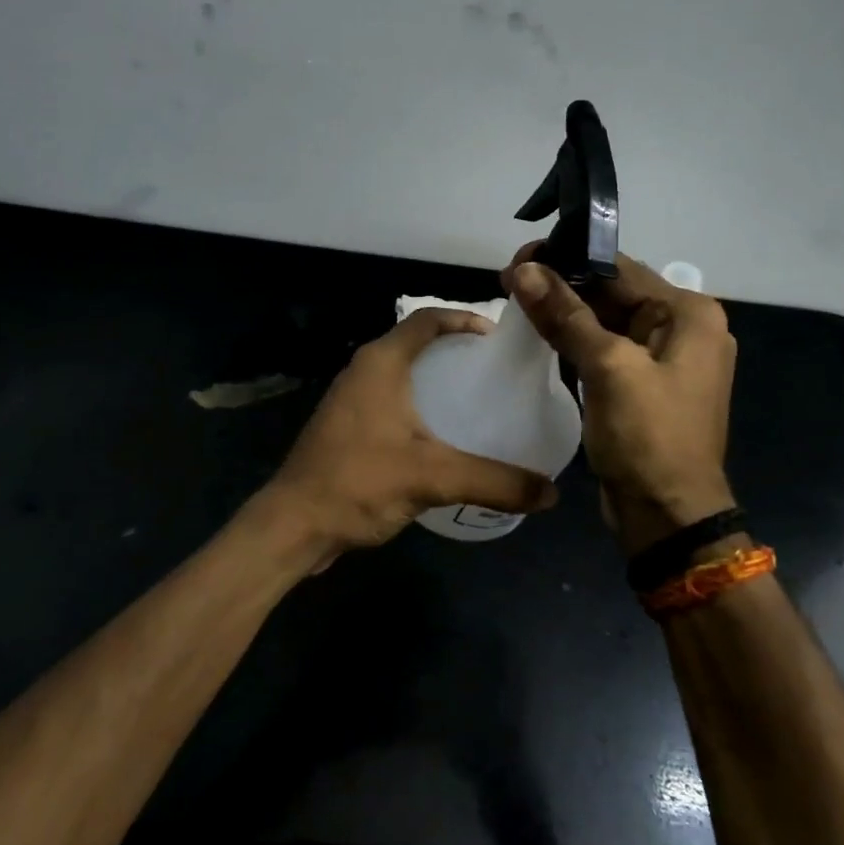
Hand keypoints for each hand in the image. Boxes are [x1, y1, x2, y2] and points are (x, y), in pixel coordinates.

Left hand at [263, 307, 558, 567]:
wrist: (292, 526)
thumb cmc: (358, 482)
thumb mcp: (434, 477)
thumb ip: (494, 481)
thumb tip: (551, 493)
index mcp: (381, 363)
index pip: (427, 319)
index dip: (463, 318)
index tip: (497, 336)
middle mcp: (363, 371)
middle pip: (415, 343)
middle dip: (454, 351)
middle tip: (494, 370)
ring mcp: (350, 400)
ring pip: (402, 375)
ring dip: (436, 380)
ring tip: (476, 400)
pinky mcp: (346, 428)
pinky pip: (391, 402)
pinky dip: (420, 407)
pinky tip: (442, 436)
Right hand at [504, 249, 735, 554]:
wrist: (668, 515)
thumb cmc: (648, 436)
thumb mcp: (608, 367)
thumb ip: (566, 315)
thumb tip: (523, 270)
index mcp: (688, 314)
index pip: (620, 269)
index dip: (568, 259)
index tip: (520, 259)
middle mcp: (682, 328)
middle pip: (613, 293)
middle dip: (563, 286)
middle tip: (509, 281)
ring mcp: (663, 360)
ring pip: (605, 321)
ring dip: (564, 313)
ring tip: (515, 301)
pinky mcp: (642, 386)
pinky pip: (605, 350)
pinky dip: (574, 342)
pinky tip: (538, 334)